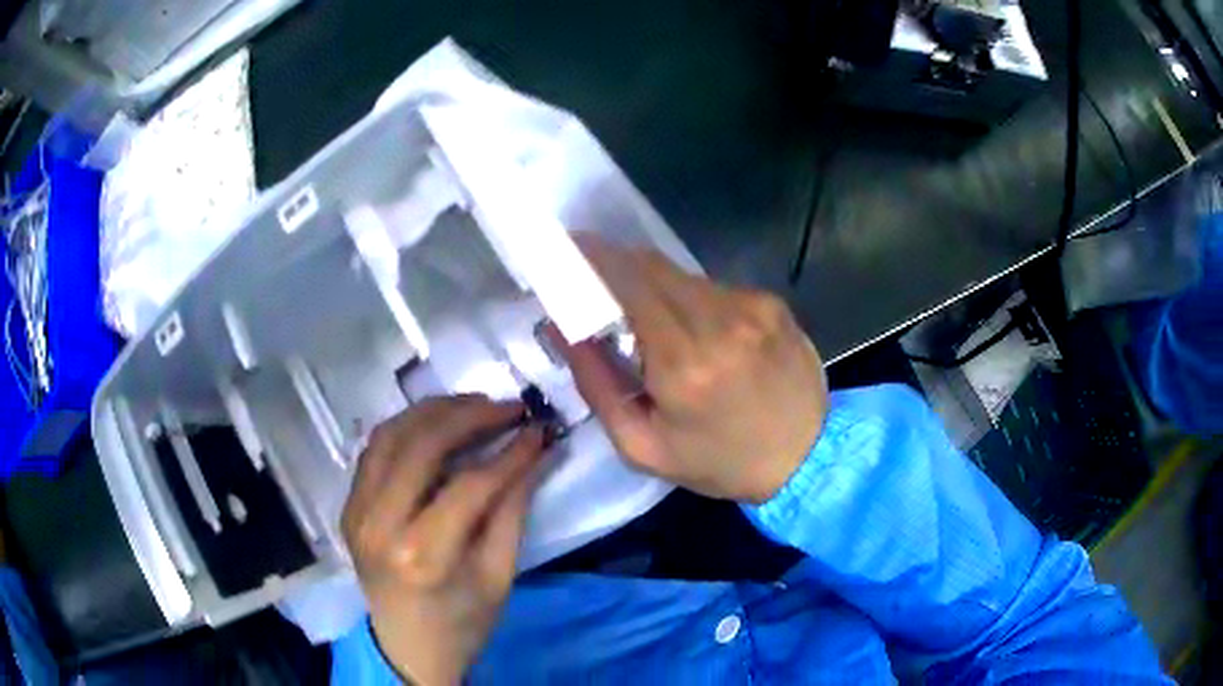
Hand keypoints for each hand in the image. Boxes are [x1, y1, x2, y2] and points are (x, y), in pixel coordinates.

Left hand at [342, 396, 543, 684]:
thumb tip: (535, 451)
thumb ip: (513, 509)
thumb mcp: (499, 574)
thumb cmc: (463, 622)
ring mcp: (356, 512)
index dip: (510, 453)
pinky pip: (374, 450)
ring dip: (434, 411)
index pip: (470, 485)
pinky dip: (406, 428)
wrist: (407, 646)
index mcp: (423, 555)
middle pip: (422, 446)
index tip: (539, 429)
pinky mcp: (348, 506)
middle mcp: (380, 525)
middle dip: (471, 416)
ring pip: (390, 435)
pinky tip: (436, 424)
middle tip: (509, 407)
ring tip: (475, 405)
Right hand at [559, 240, 828, 503]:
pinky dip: (698, 302)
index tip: (572, 246)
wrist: (808, 459)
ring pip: (686, 276)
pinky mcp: (774, 304)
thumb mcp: (643, 446)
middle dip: (621, 264)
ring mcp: (753, 307)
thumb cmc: (719, 462)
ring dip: (660, 287)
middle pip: (654, 266)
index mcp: (683, 364)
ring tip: (658, 322)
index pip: (629, 283)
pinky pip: (718, 289)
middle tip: (601, 280)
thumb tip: (565, 330)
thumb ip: (597, 385)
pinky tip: (707, 334)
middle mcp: (721, 322)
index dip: (596, 257)